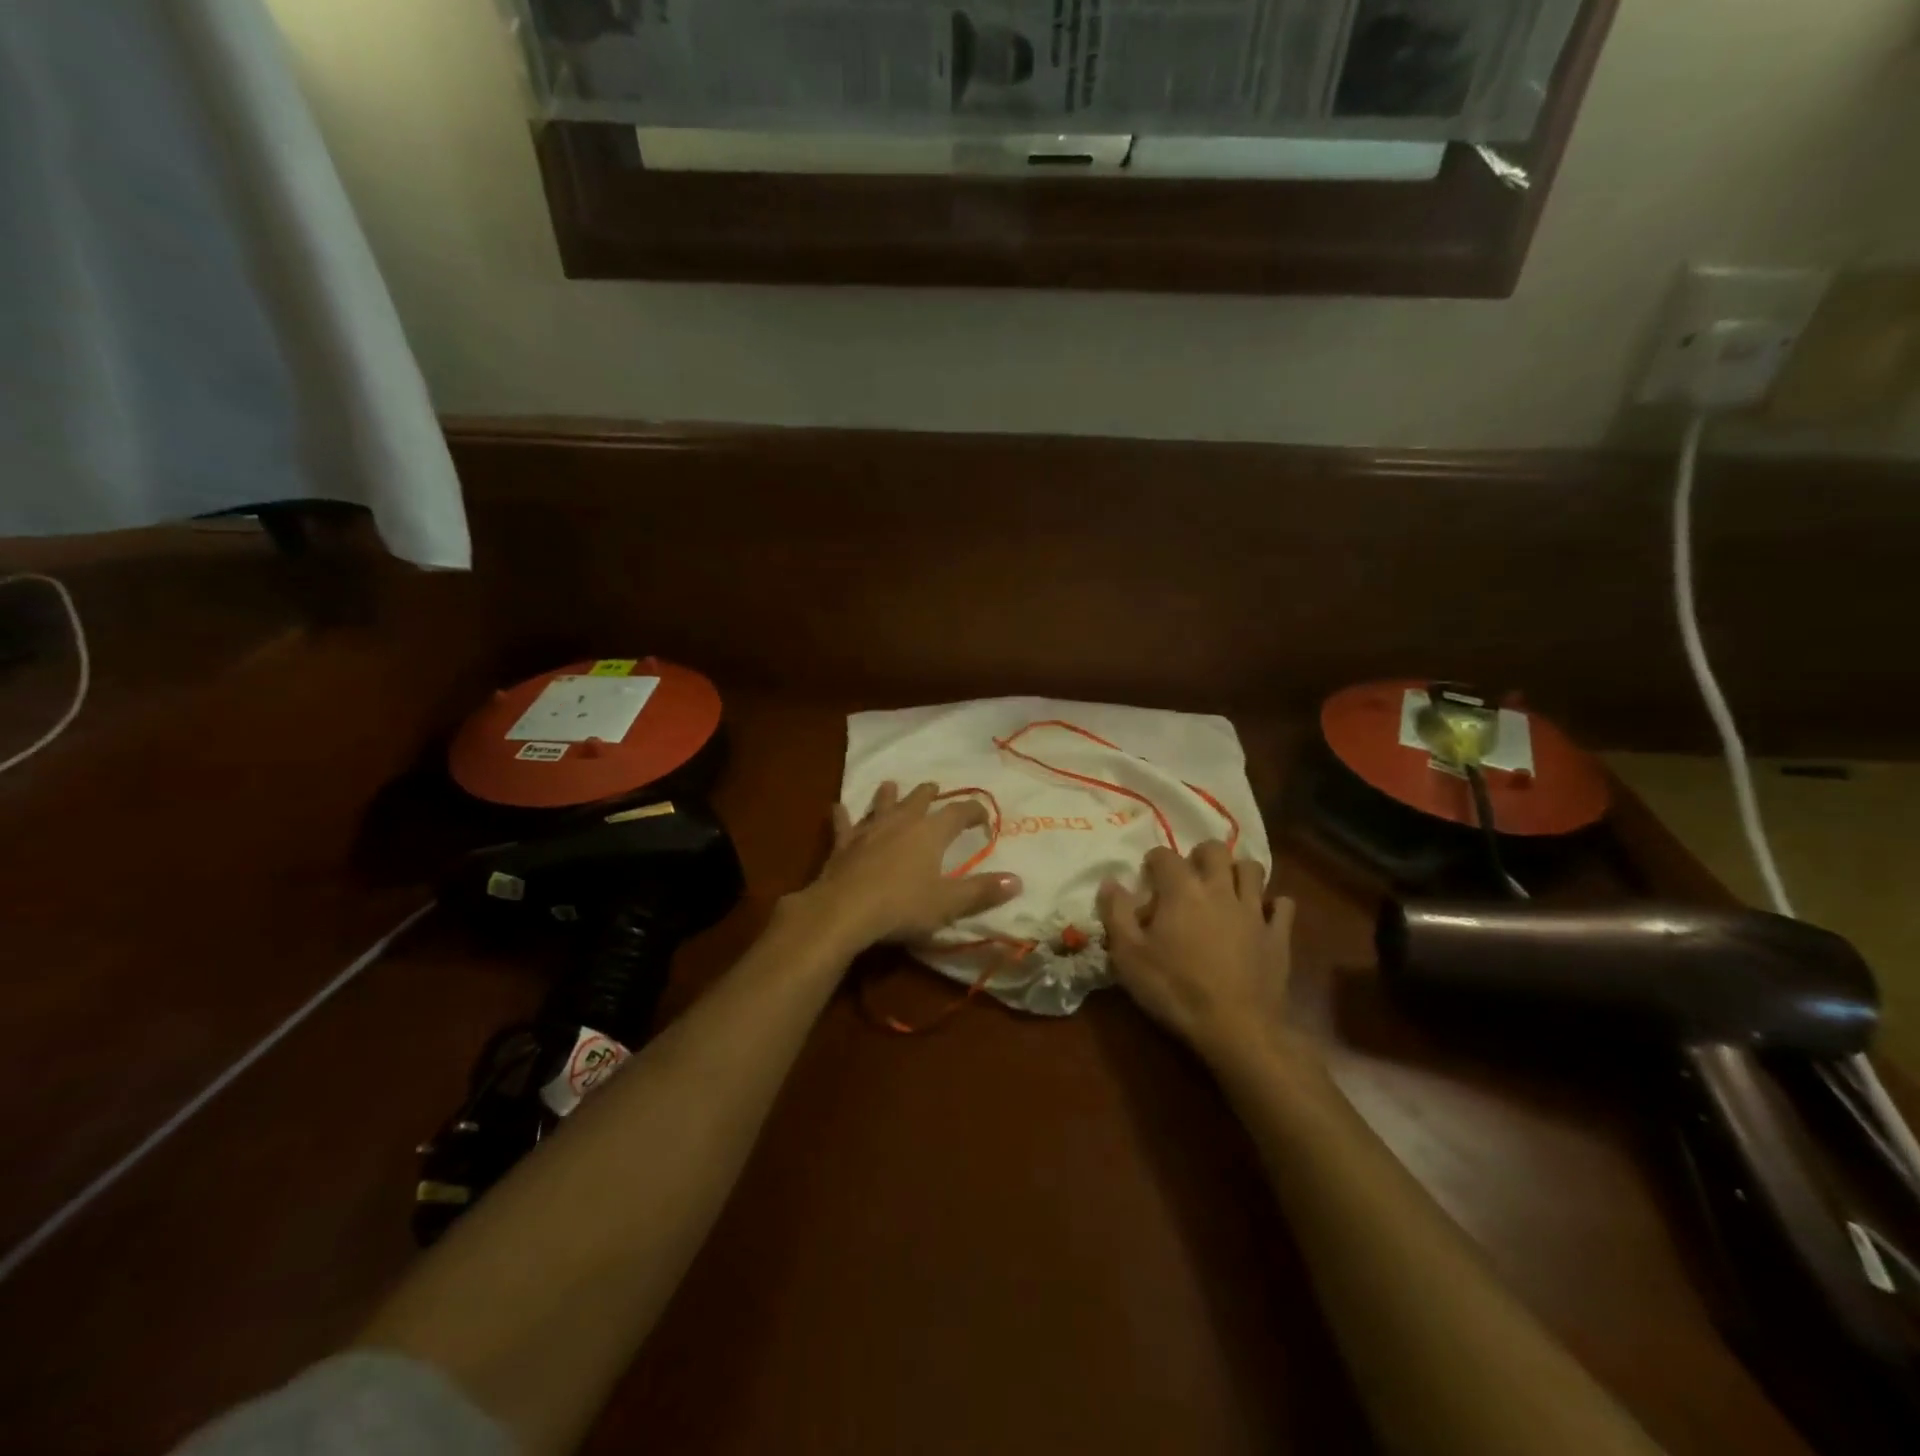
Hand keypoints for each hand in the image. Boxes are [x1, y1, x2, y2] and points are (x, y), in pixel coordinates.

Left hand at [793, 782, 1022, 952]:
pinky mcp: (843, 844)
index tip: (984, 817)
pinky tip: (837, 807)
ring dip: (888, 795)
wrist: (845, 911)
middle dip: (929, 794)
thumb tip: (1018, 880)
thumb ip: (982, 891)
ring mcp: (869, 830)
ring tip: (890, 785)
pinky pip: (844, 824)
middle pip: (918, 801)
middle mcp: (901, 822)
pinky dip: (842, 815)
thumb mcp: (949, 903)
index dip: (973, 812)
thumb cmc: (903, 906)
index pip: (958, 813)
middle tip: (934, 787)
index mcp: (931, 833)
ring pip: (881, 805)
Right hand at [1098, 842, 1302, 1073]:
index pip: (1165, 855)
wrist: (1236, 1029)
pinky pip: (1282, 905)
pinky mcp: (1278, 936)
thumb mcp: (1129, 956)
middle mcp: (1220, 890)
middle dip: (1201, 855)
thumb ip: (1116, 914)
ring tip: (1225, 889)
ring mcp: (1254, 911)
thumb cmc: (1175, 990)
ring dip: (1237, 872)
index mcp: (1182, 890)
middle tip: (1190, 875)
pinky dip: (1272, 904)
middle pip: (1215, 850)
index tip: (1147, 877)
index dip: (1153, 861)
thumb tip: (1110, 882)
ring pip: (1252, 870)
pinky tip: (1262, 915)